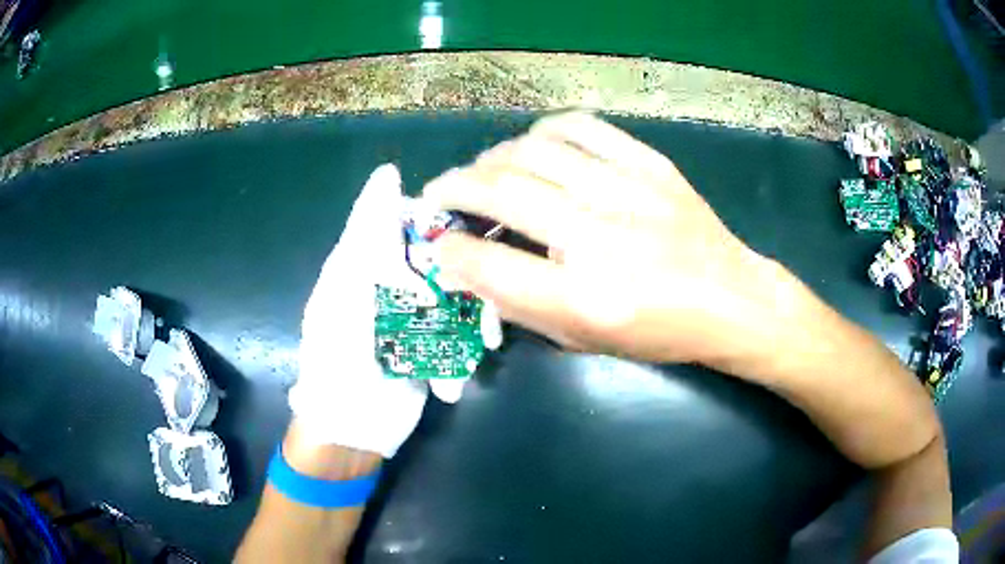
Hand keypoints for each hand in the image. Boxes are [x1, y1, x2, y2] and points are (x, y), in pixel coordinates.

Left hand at [289, 164, 500, 457]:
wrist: (349, 431)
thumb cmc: (336, 361)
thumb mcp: (345, 292)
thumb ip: (367, 234)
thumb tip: (388, 171)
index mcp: (363, 264)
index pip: (402, 218)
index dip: (433, 216)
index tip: (463, 226)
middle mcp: (390, 284)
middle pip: (439, 256)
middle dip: (463, 278)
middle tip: (478, 296)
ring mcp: (413, 317)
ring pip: (458, 296)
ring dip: (473, 323)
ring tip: (483, 345)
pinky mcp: (432, 347)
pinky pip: (460, 336)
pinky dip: (461, 360)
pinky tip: (448, 385)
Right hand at [423, 113, 788, 368]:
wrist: (731, 299)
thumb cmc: (659, 331)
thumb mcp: (585, 341)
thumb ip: (522, 307)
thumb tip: (469, 268)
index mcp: (585, 298)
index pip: (489, 265)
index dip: (448, 251)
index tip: (438, 244)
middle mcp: (600, 238)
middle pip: (501, 192)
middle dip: (453, 188)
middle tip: (439, 194)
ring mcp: (627, 191)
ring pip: (532, 151)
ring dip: (492, 158)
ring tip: (483, 171)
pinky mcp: (649, 164)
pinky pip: (580, 126)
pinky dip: (543, 132)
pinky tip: (534, 147)